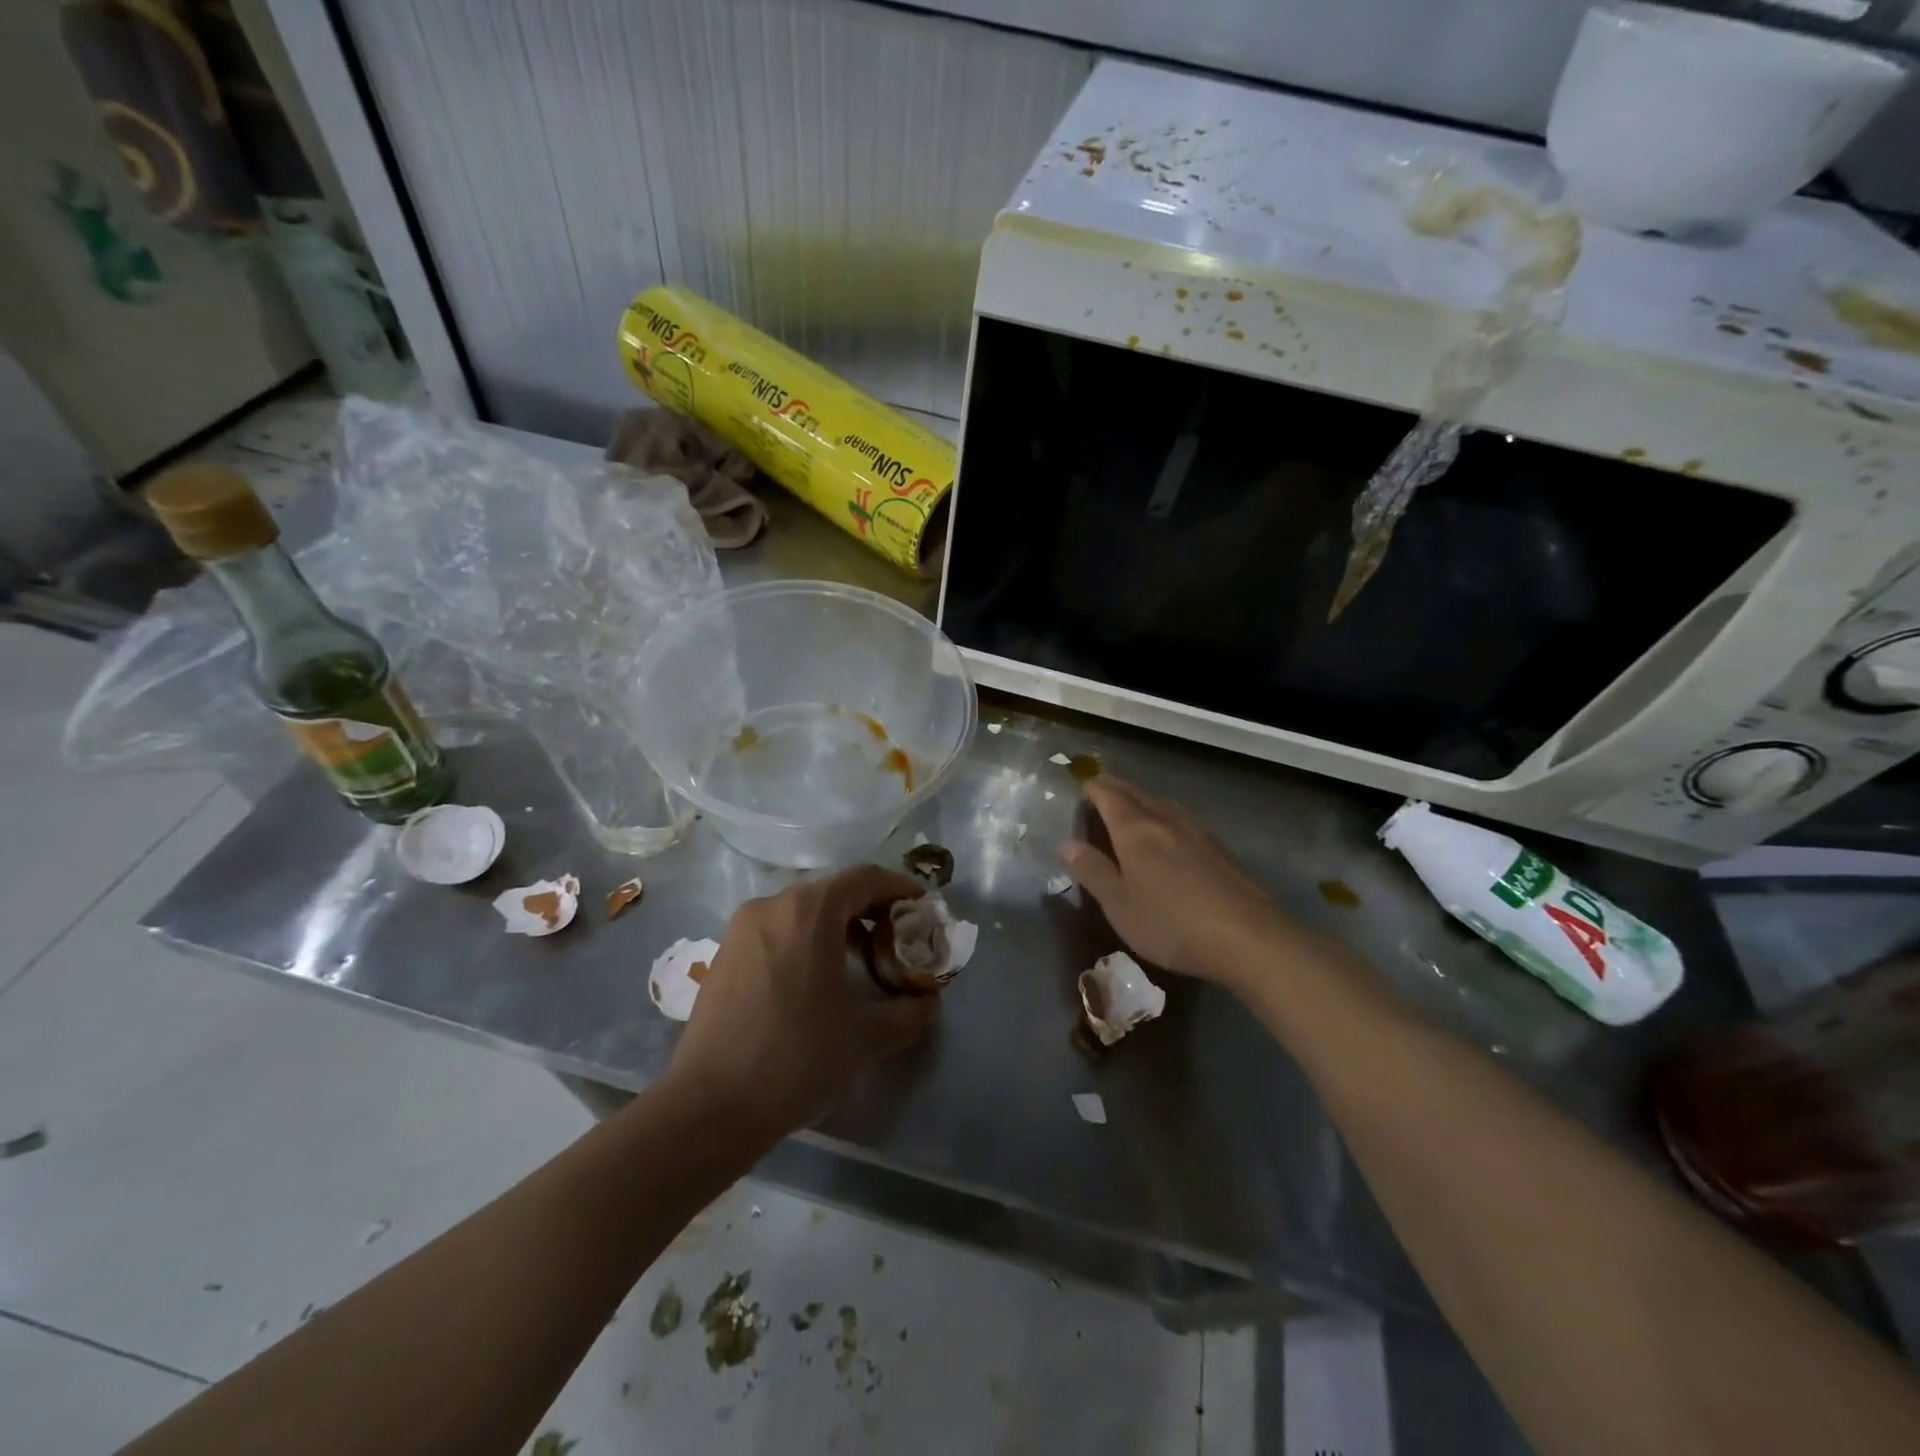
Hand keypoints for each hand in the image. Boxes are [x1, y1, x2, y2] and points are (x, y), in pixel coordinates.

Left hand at [665, 865, 938, 1138]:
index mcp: (809, 910)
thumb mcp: (868, 1037)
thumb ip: (910, 1012)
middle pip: (834, 891)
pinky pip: (777, 930)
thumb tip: (928, 1001)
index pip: (866, 878)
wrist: (709, 1107)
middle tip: (897, 941)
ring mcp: (742, 928)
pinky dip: (806, 940)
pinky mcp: (724, 954)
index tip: (923, 910)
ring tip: (861, 962)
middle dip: (871, 910)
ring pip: (803, 911)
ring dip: (838, 926)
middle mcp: (773, 904)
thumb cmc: (797, 1058)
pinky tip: (816, 980)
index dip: (900, 888)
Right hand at [1063, 777, 1291, 987]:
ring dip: (1143, 802)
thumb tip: (1067, 843)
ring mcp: (1196, 833)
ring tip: (1131, 809)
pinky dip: (1164, 819)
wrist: (1247, 938)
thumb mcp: (1119, 904)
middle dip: (1116, 789)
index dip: (1093, 788)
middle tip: (1100, 790)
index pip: (1109, 795)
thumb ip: (1092, 871)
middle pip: (1137, 794)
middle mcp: (1165, 821)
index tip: (1081, 785)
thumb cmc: (1170, 922)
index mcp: (1135, 830)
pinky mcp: (1218, 851)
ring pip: (1162, 806)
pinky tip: (1169, 837)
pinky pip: (1181, 822)